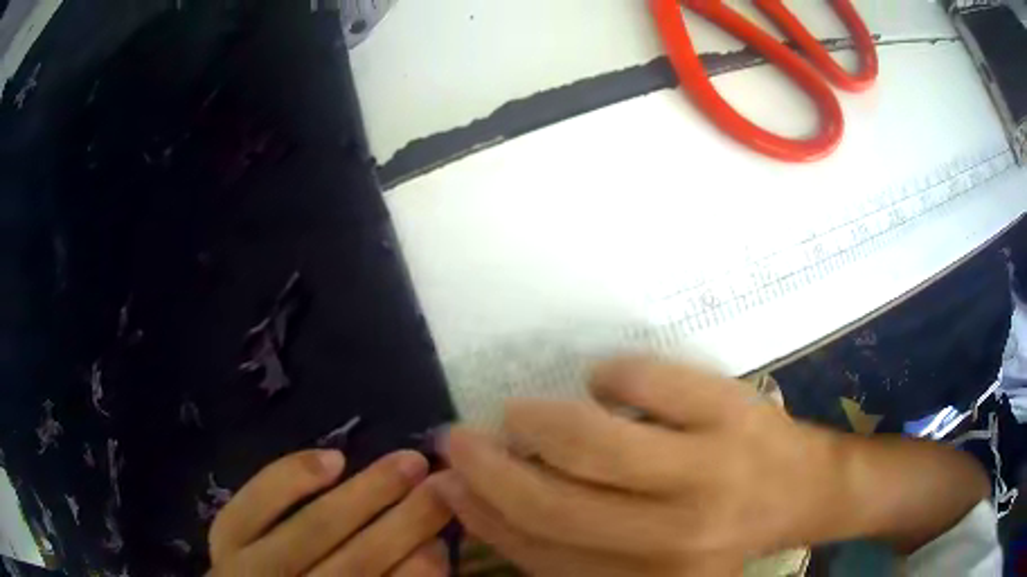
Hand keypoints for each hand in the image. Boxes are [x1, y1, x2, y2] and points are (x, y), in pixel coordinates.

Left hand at [208, 449, 451, 575]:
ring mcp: (247, 568)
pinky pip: (254, 506)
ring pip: (312, 529)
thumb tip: (431, 550)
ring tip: (408, 461)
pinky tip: (333, 458)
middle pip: (355, 562)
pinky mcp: (224, 541)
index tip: (451, 533)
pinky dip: (291, 479)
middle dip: (406, 522)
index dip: (420, 569)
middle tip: (445, 484)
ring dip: (366, 495)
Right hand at [428, 358, 853, 575]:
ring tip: (521, 412)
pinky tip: (602, 380)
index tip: (449, 485)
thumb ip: (578, 544)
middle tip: (460, 439)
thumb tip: (492, 501)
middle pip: (557, 505)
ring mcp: (710, 468)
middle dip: (491, 469)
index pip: (542, 554)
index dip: (484, 517)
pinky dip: (612, 374)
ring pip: (595, 442)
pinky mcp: (732, 409)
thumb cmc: (719, 529)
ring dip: (540, 421)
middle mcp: (678, 537)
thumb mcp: (648, 559)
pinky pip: (650, 380)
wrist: (804, 489)